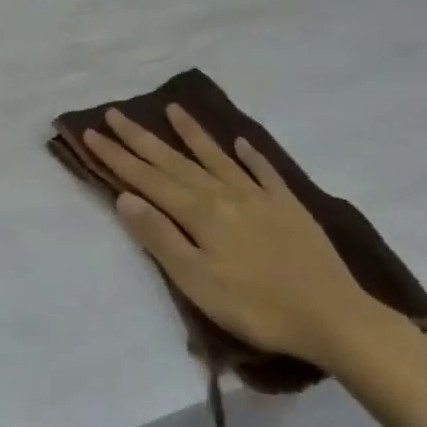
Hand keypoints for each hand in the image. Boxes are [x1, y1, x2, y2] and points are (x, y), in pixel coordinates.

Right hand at [82, 105, 394, 368]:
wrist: (334, 317)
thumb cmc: (257, 307)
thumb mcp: (197, 281)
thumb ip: (161, 236)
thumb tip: (125, 197)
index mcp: (200, 212)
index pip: (148, 178)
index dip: (118, 156)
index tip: (92, 132)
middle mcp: (224, 193)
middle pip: (175, 161)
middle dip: (141, 137)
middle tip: (115, 113)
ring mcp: (259, 196)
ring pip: (216, 157)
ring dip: (191, 134)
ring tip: (172, 109)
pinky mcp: (288, 206)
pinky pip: (263, 171)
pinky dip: (250, 155)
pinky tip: (241, 142)